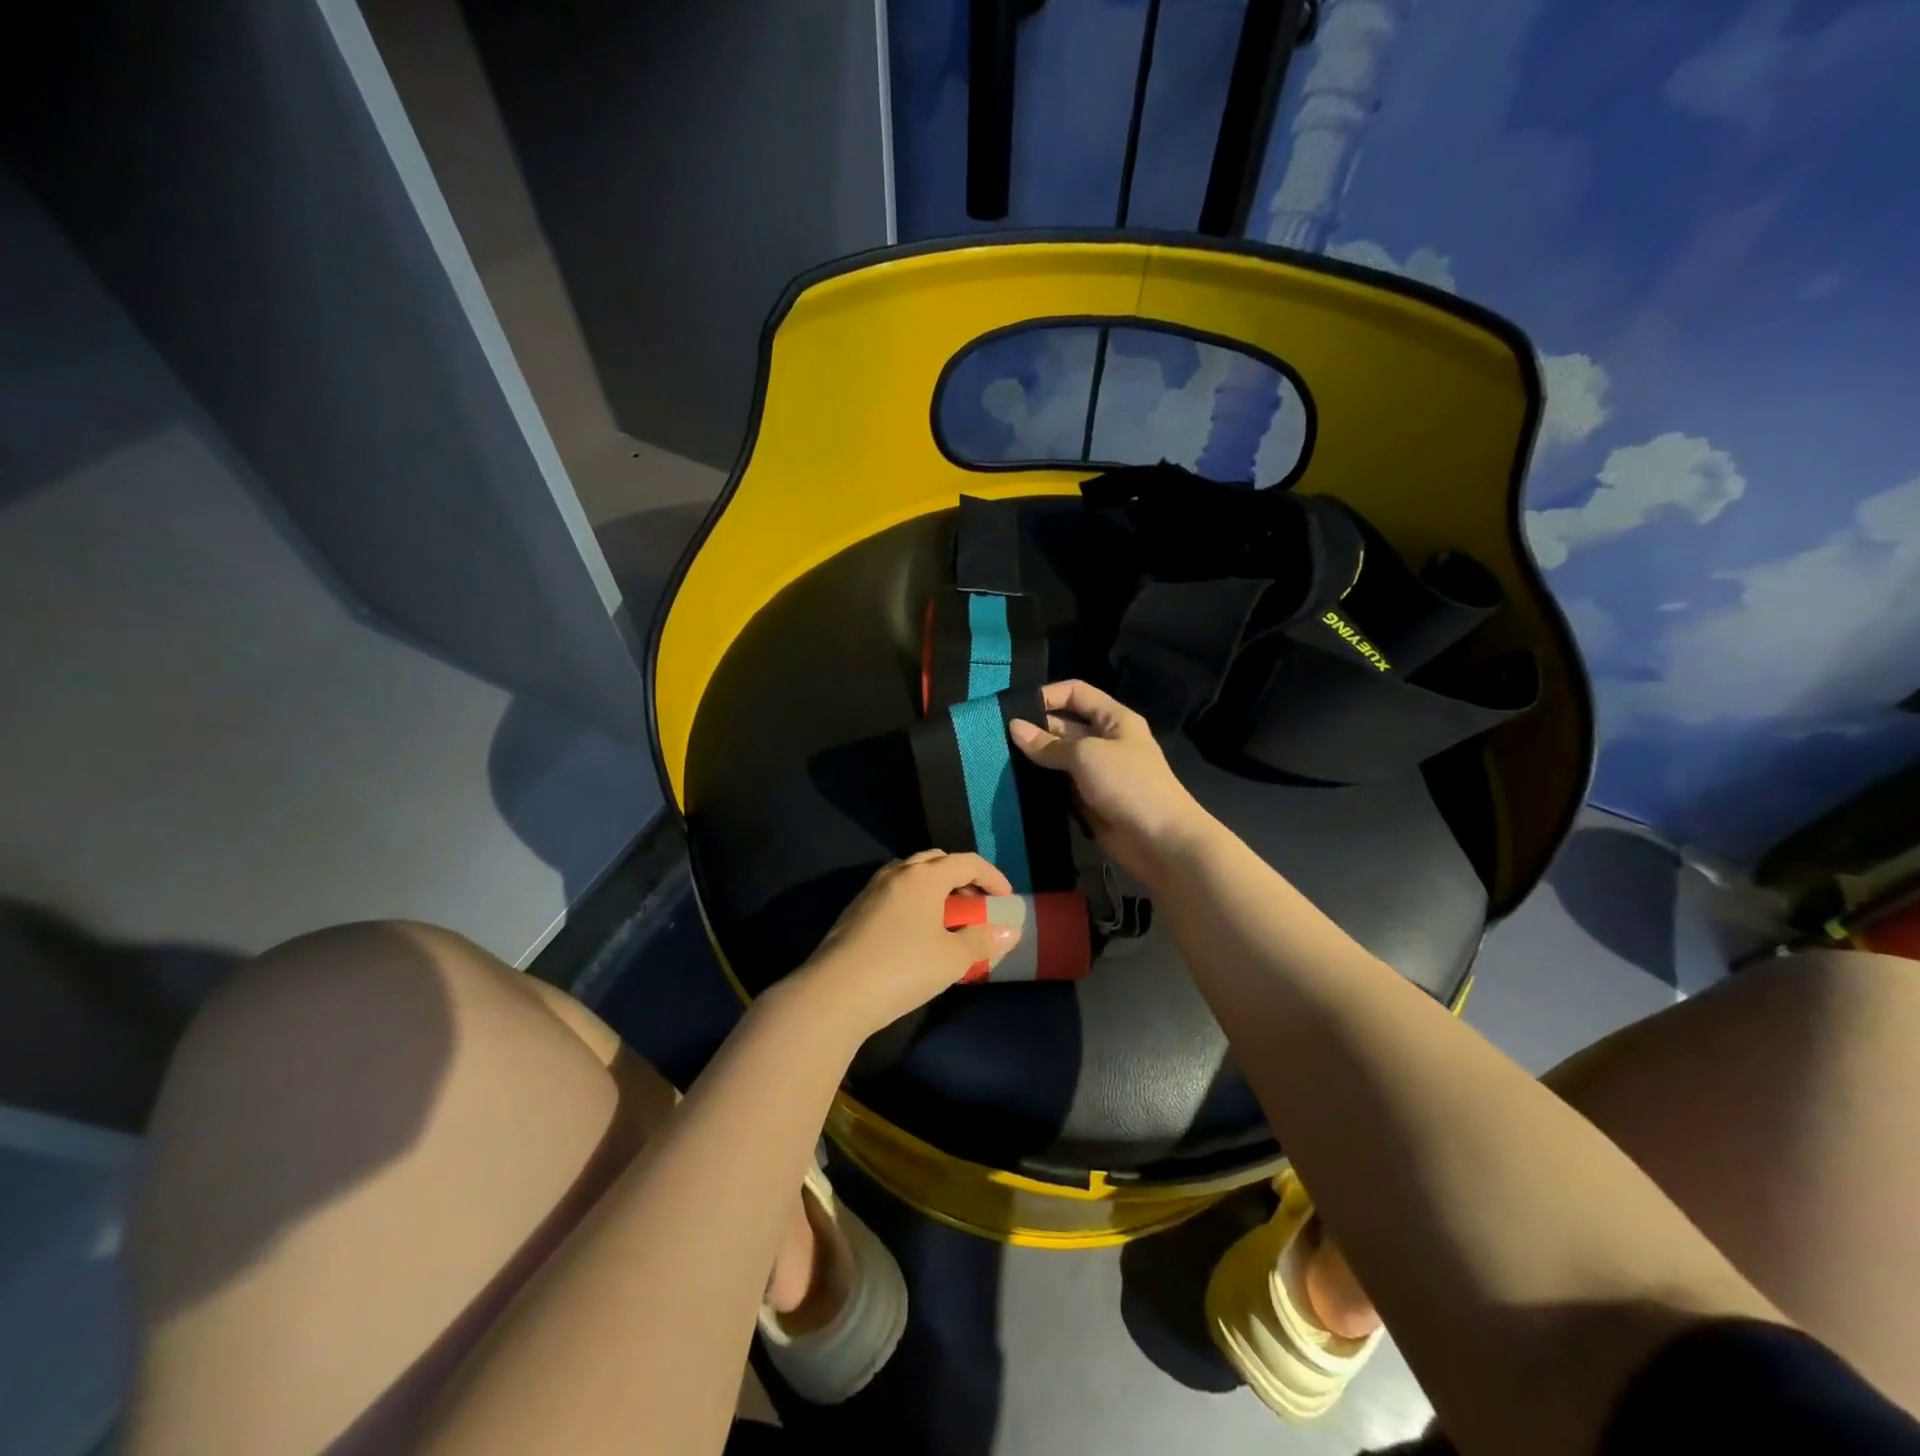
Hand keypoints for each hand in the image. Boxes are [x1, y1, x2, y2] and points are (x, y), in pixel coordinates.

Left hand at [796, 851, 1020, 1038]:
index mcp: (924, 876)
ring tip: (947, 921)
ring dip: (935, 890)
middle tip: (976, 907)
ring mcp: (871, 890)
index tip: (1005, 899)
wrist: (834, 994)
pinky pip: (894, 894)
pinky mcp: (855, 911)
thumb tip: (1009, 930)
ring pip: (911, 876)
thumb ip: (982, 941)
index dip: (992, 877)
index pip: (966, 862)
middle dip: (962, 879)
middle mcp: (896, 873)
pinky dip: (914, 902)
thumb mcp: (951, 958)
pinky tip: (916, 934)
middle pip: (937, 862)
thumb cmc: (902, 969)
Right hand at [1008, 680, 1213, 886]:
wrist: (1160, 841)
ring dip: (1034, 759)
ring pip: (1059, 758)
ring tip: (997, 758)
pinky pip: (1060, 786)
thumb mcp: (1086, 754)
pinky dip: (1041, 785)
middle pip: (1064, 725)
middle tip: (995, 736)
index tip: (1014, 707)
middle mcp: (1105, 741)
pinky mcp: (1089, 801)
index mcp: (1114, 719)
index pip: (1076, 693)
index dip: (1048, 695)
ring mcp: (1097, 773)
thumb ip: (1048, 743)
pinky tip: (1014, 784)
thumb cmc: (1128, 784)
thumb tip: (1014, 727)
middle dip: (1034, 729)